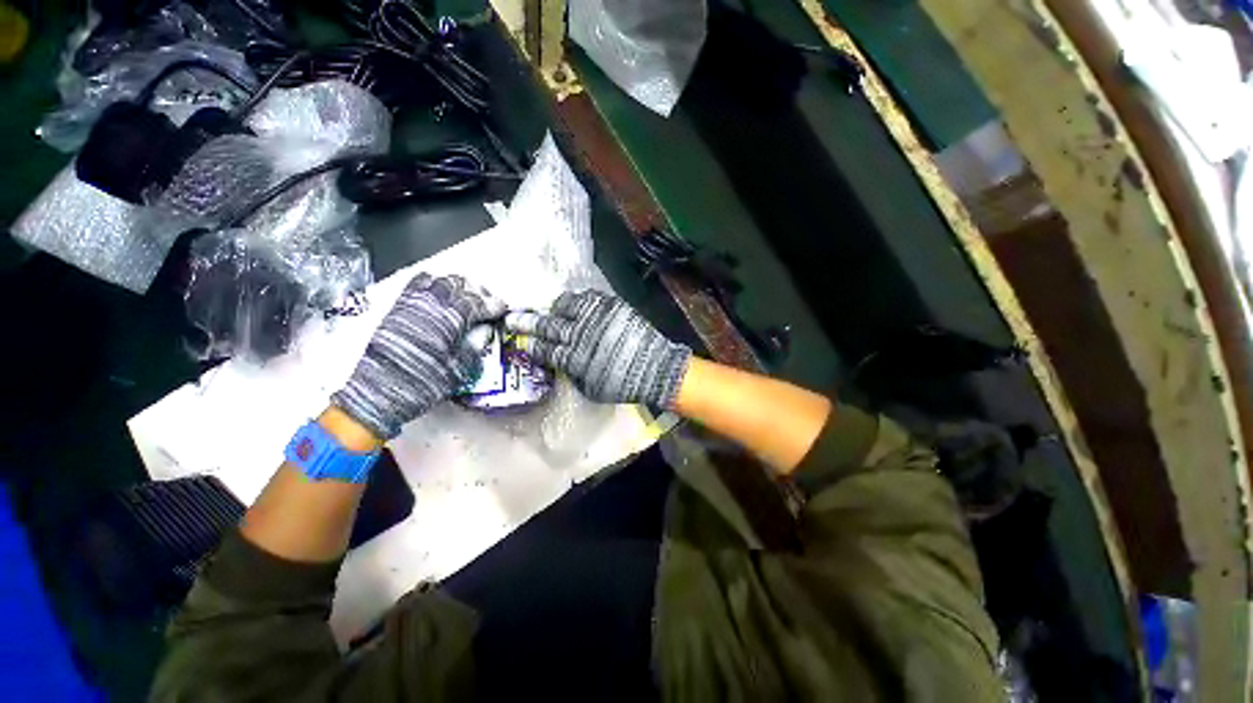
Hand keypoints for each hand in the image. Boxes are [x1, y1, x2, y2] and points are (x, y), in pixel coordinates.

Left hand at [332, 274, 503, 438]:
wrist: (378, 391)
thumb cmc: (418, 385)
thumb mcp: (454, 373)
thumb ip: (472, 348)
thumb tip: (483, 333)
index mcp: (449, 318)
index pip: (477, 302)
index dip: (492, 305)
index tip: (501, 309)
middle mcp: (432, 303)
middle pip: (460, 285)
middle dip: (476, 292)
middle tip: (486, 303)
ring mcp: (413, 301)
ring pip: (440, 280)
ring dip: (455, 286)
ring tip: (463, 296)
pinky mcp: (399, 305)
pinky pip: (419, 283)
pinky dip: (433, 283)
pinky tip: (436, 293)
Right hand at [505, 290, 690, 408]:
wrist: (655, 367)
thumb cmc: (623, 384)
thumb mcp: (591, 389)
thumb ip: (572, 374)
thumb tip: (559, 363)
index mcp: (573, 359)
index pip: (544, 349)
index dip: (530, 344)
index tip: (519, 340)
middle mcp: (579, 335)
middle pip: (547, 326)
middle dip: (527, 322)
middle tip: (512, 318)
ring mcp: (594, 318)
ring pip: (565, 306)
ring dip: (555, 309)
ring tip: (550, 310)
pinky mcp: (610, 306)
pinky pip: (587, 298)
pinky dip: (577, 301)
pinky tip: (575, 304)